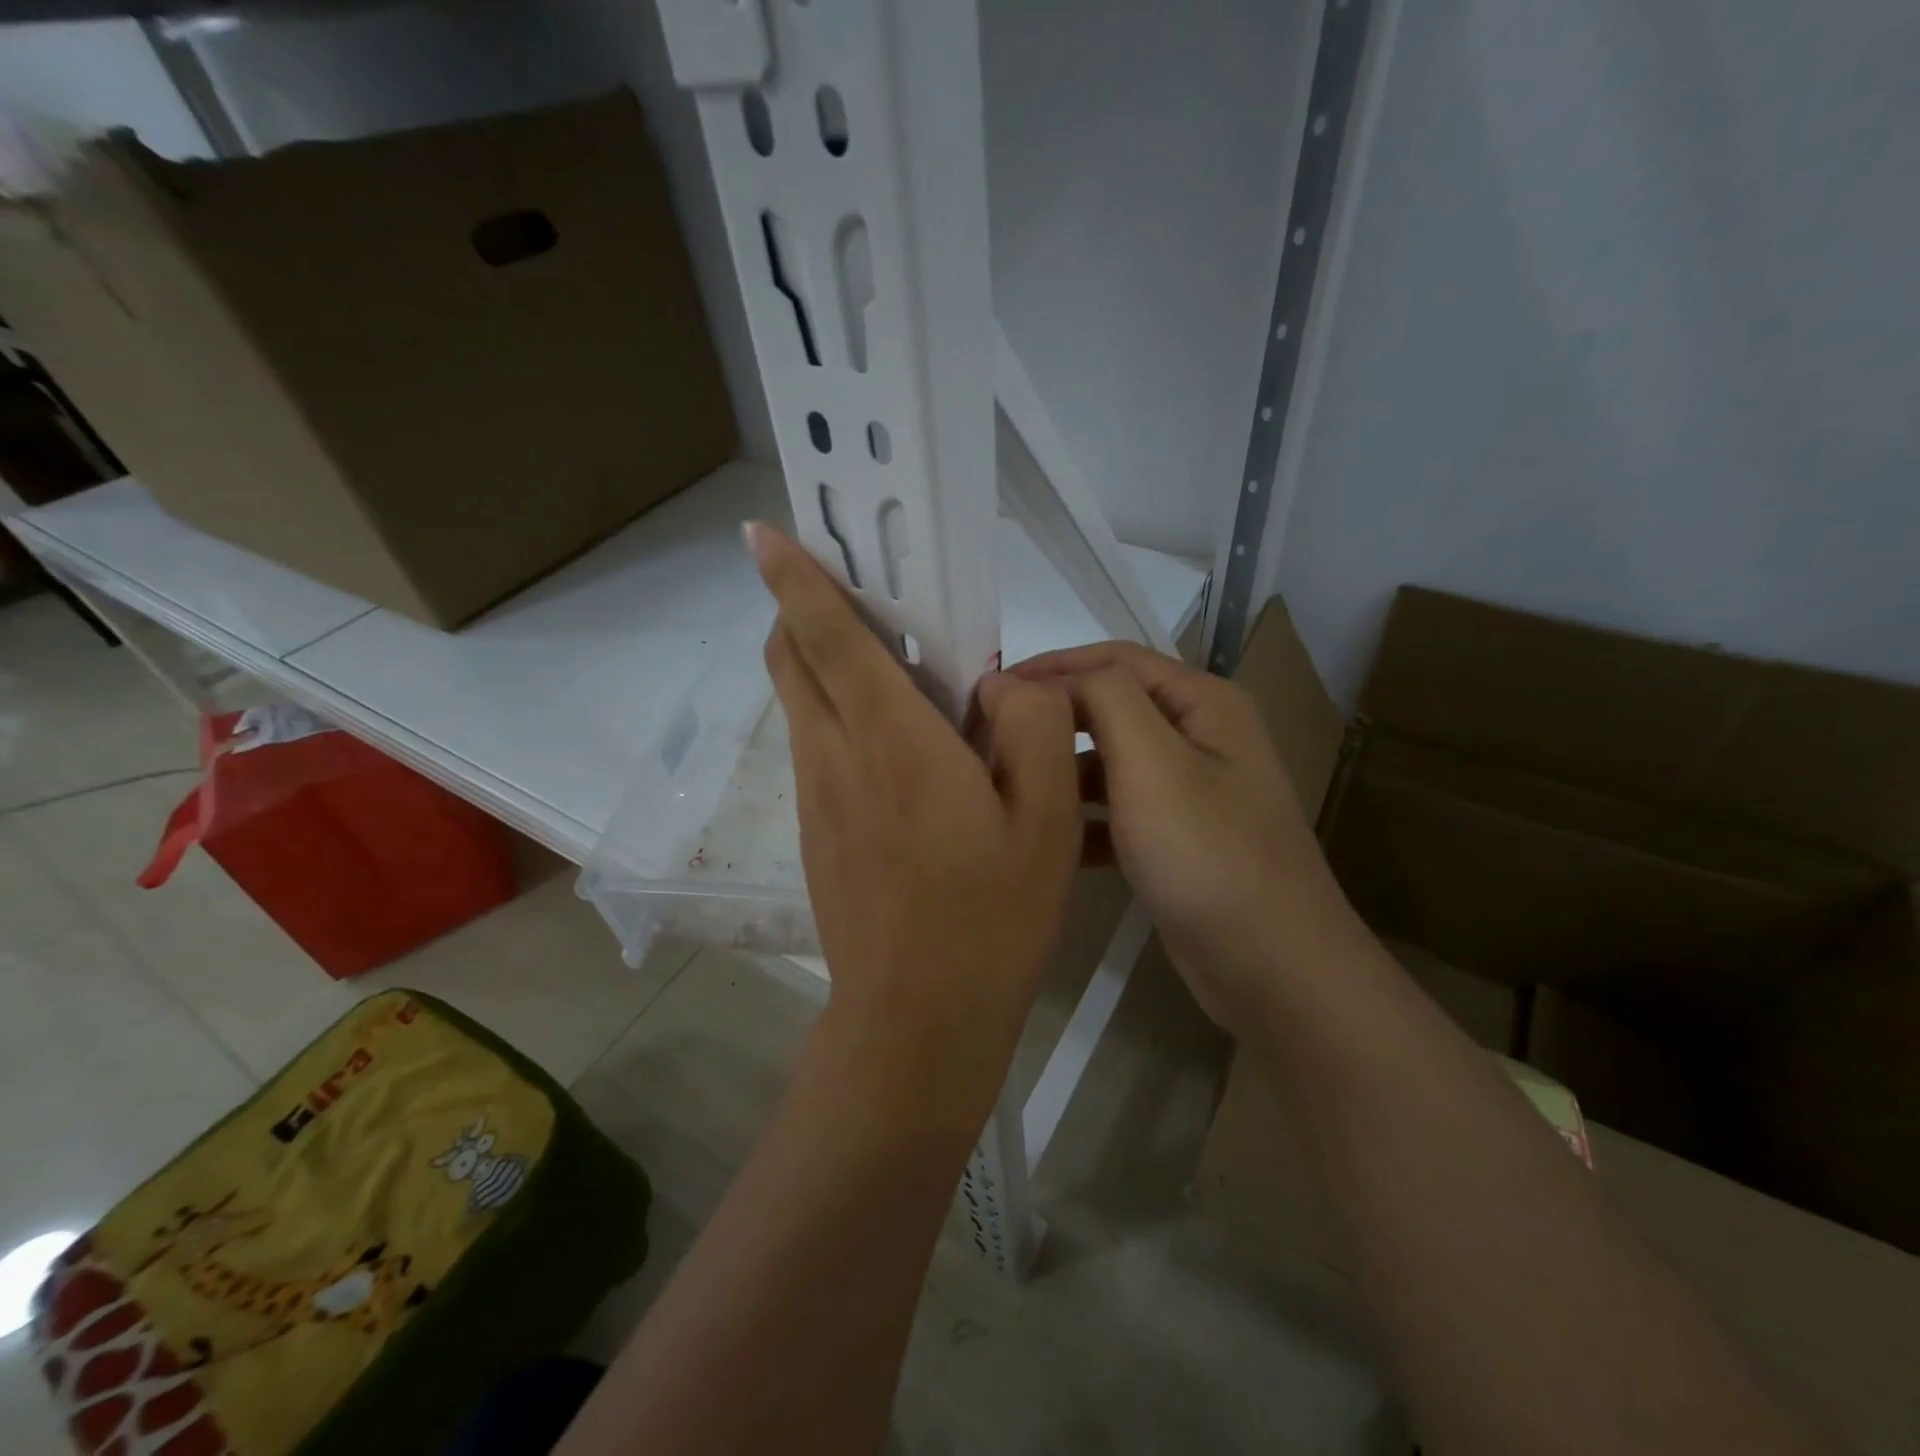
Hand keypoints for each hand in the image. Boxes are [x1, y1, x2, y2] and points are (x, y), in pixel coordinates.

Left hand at [748, 523, 1081, 1110]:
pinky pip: (819, 748)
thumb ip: (1033, 728)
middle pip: (791, 660)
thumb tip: (1000, 684)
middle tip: (860, 596)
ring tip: (899, 670)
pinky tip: (903, 750)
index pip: (825, 636)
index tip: (762, 533)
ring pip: (802, 703)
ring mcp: (815, 798)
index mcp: (892, 741)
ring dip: (826, 664)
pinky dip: (840, 717)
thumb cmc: (990, 918)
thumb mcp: (1046, 820)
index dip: (794, 577)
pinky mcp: (814, 832)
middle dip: (803, 612)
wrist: (916, 1021)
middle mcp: (835, 756)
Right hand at [1011, 640, 1342, 1029]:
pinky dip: (1084, 819)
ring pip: (1111, 763)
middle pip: (1112, 708)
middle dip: (1054, 719)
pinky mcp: (1177, 840)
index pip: (1115, 660)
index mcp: (1202, 703)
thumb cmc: (1208, 853)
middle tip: (990, 738)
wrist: (1273, 966)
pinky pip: (1119, 812)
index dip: (1052, 666)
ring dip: (1064, 770)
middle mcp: (1200, 737)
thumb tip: (1039, 677)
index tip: (991, 690)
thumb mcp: (1152, 762)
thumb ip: (1101, 700)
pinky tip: (1047, 840)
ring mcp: (1190, 792)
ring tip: (1008, 787)